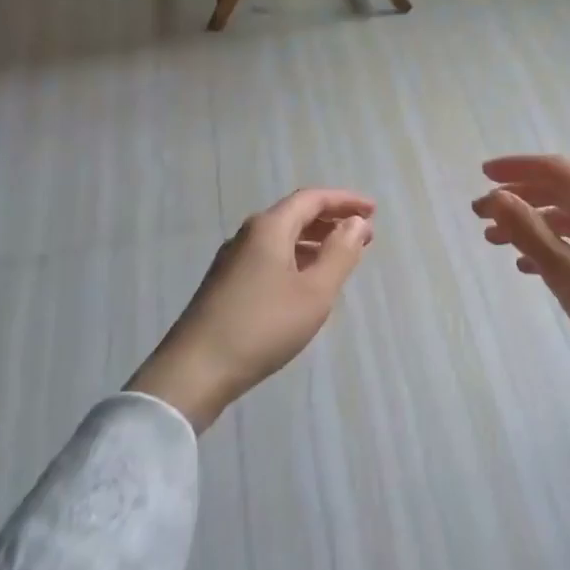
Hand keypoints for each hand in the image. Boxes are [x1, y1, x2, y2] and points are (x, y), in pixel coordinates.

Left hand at [126, 188, 373, 430]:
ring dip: (314, 241)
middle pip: (295, 215)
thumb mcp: (315, 292)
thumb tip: (356, 222)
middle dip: (331, 221)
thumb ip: (340, 253)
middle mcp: (248, 235)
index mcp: (269, 228)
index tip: (373, 210)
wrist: (195, 371)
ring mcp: (233, 261)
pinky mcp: (226, 285)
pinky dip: (296, 259)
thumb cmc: (263, 326)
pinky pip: (270, 257)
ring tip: (341, 258)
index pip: (312, 199)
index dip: (345, 200)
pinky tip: (306, 283)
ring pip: (281, 238)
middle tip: (363, 235)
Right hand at [472, 155, 569, 398]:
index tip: (481, 174)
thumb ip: (528, 231)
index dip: (515, 167)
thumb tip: (496, 196)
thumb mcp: (566, 271)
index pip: (553, 168)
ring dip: (531, 223)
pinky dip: (551, 245)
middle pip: (559, 190)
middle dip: (517, 198)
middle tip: (480, 215)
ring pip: (568, 217)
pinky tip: (529, 266)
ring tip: (495, 241)